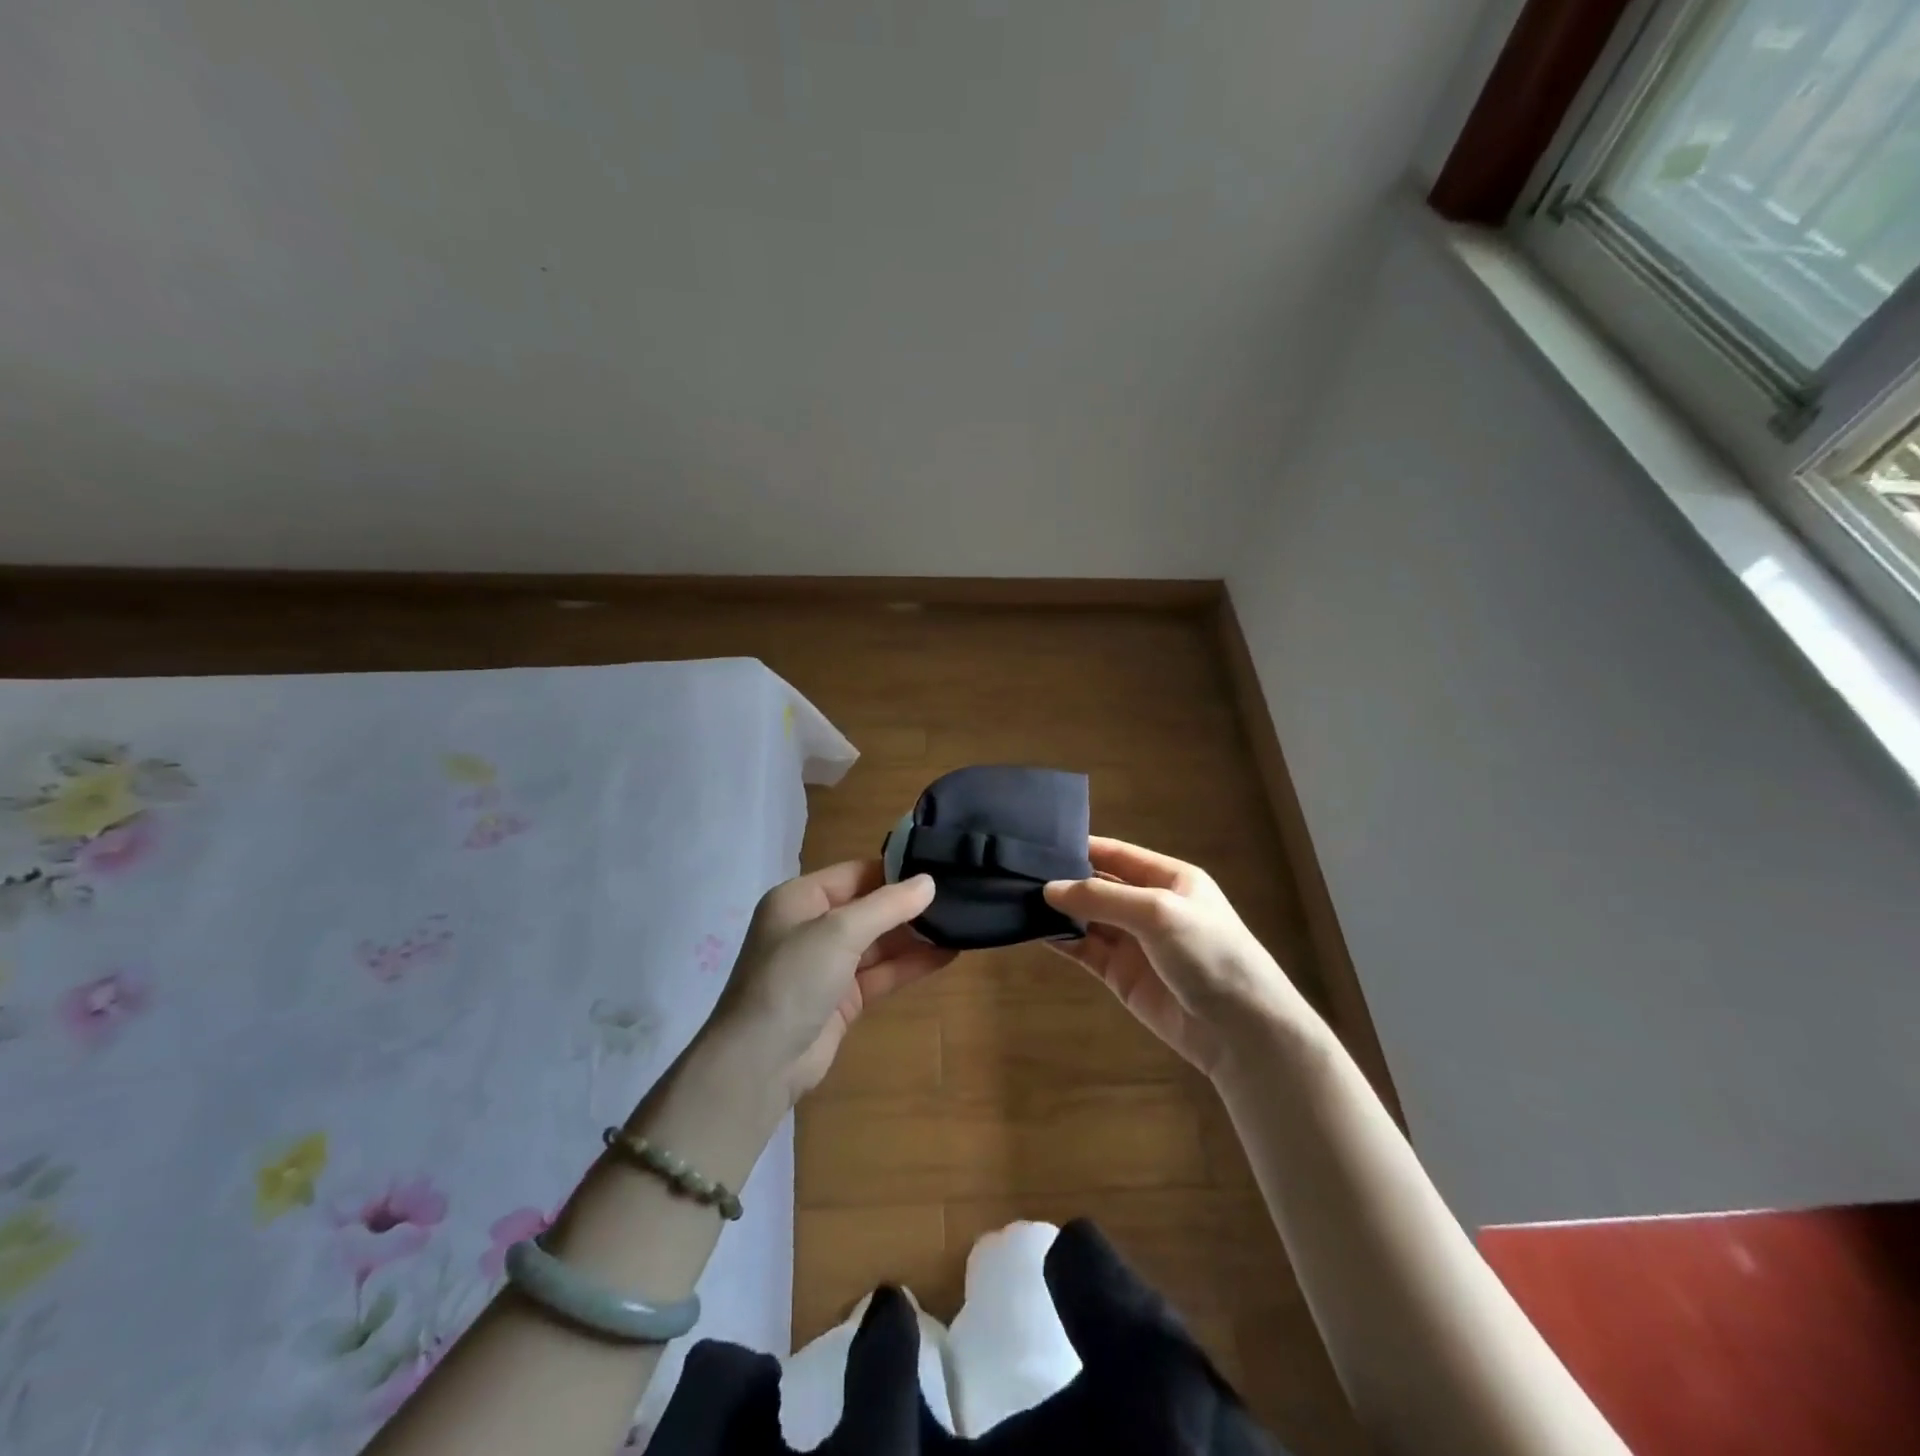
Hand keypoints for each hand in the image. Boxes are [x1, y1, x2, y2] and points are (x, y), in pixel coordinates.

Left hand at [712, 861, 953, 1100]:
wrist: (759, 1064)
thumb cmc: (793, 979)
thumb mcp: (839, 931)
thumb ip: (887, 906)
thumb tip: (929, 882)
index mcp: (800, 898)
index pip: (856, 873)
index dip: (896, 870)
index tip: (940, 867)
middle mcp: (812, 926)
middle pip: (869, 906)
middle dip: (909, 905)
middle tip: (958, 896)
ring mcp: (827, 964)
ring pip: (879, 942)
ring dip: (915, 935)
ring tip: (961, 923)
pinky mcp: (842, 998)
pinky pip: (882, 973)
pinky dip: (910, 964)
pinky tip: (947, 955)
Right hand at [1042, 838, 1314, 1076]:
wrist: (1241, 1031)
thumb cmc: (1208, 953)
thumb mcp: (1158, 913)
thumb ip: (1103, 898)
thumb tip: (1050, 888)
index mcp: (1169, 878)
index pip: (1117, 854)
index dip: (1081, 847)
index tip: (1038, 843)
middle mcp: (1149, 905)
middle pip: (1098, 885)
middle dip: (1064, 880)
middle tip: (1016, 872)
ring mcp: (1134, 941)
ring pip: (1087, 917)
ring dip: (1058, 911)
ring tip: (1016, 899)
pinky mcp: (1121, 974)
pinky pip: (1086, 949)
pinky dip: (1062, 939)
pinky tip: (1035, 930)